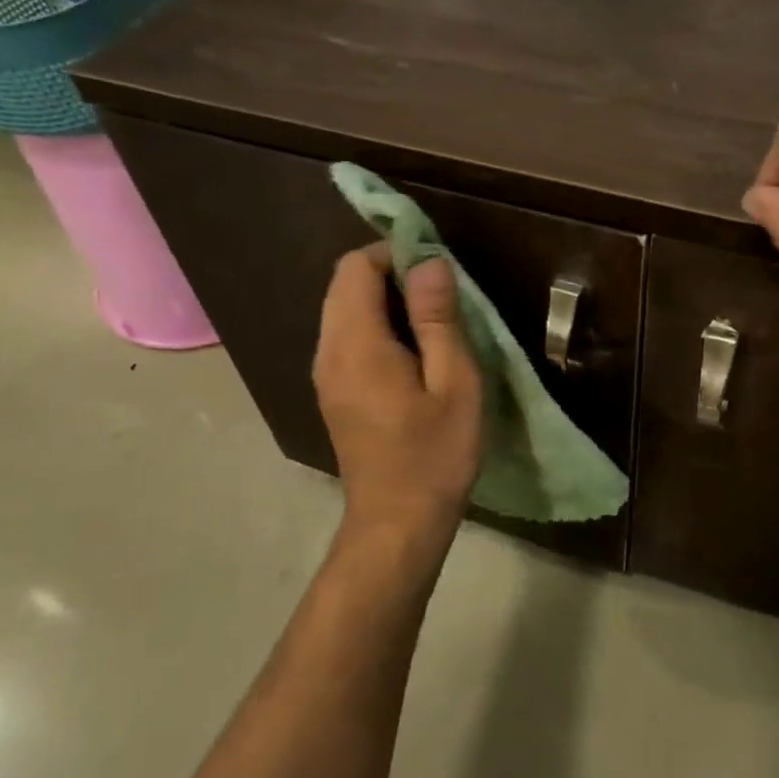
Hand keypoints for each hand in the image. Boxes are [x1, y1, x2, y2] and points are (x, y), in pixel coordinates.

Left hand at [313, 244, 483, 561]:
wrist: (397, 525)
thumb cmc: (434, 455)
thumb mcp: (452, 383)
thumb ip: (438, 319)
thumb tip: (428, 261)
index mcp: (356, 345)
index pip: (355, 267)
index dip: (394, 252)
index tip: (437, 266)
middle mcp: (328, 352)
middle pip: (345, 285)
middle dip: (390, 272)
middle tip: (442, 292)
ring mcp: (326, 374)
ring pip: (344, 309)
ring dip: (385, 299)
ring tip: (434, 319)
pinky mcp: (333, 391)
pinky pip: (348, 336)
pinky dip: (377, 325)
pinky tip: (414, 349)